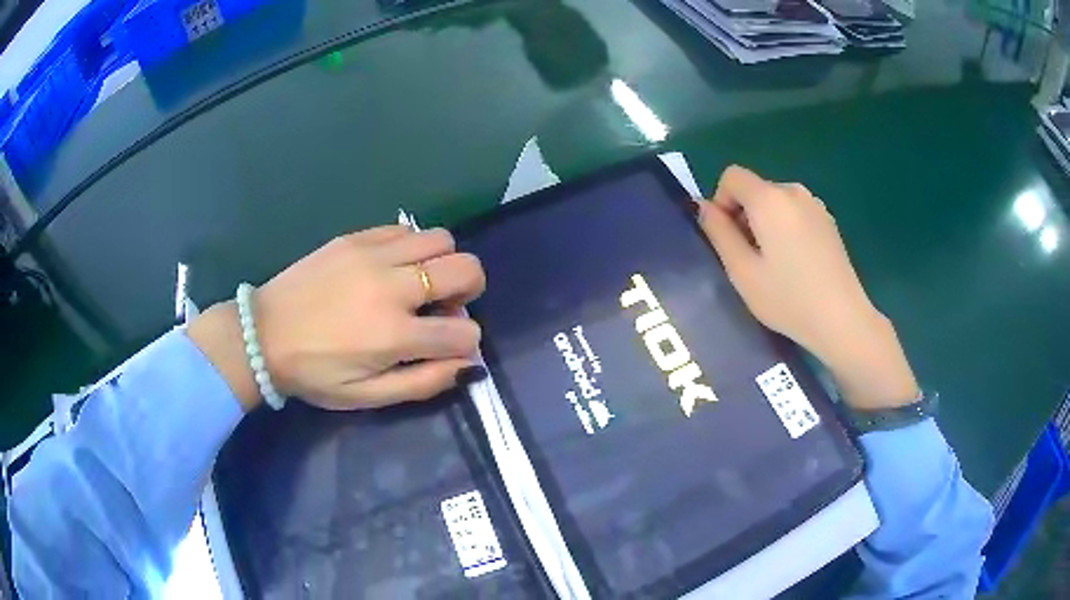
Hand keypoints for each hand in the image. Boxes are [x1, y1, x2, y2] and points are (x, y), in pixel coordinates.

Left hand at [188, 226, 486, 411]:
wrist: (262, 335)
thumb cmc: (315, 373)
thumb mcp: (367, 397)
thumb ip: (423, 383)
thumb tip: (468, 367)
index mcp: (394, 335)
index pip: (465, 331)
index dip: (466, 343)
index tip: (446, 347)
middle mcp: (391, 286)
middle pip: (466, 268)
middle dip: (470, 290)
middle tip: (444, 306)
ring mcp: (372, 255)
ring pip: (440, 239)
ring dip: (442, 262)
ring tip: (419, 282)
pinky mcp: (355, 238)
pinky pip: (404, 229)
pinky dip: (411, 247)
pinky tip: (391, 267)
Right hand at [696, 165, 918, 409]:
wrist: (842, 320)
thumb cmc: (788, 299)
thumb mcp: (742, 271)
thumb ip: (718, 232)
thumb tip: (702, 206)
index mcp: (769, 199)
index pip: (732, 176)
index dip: (721, 201)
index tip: (729, 239)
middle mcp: (793, 191)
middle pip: (755, 189)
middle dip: (744, 216)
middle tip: (751, 261)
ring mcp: (815, 205)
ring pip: (776, 202)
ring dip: (765, 224)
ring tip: (775, 265)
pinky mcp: (828, 221)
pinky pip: (795, 213)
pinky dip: (786, 229)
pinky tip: (797, 264)